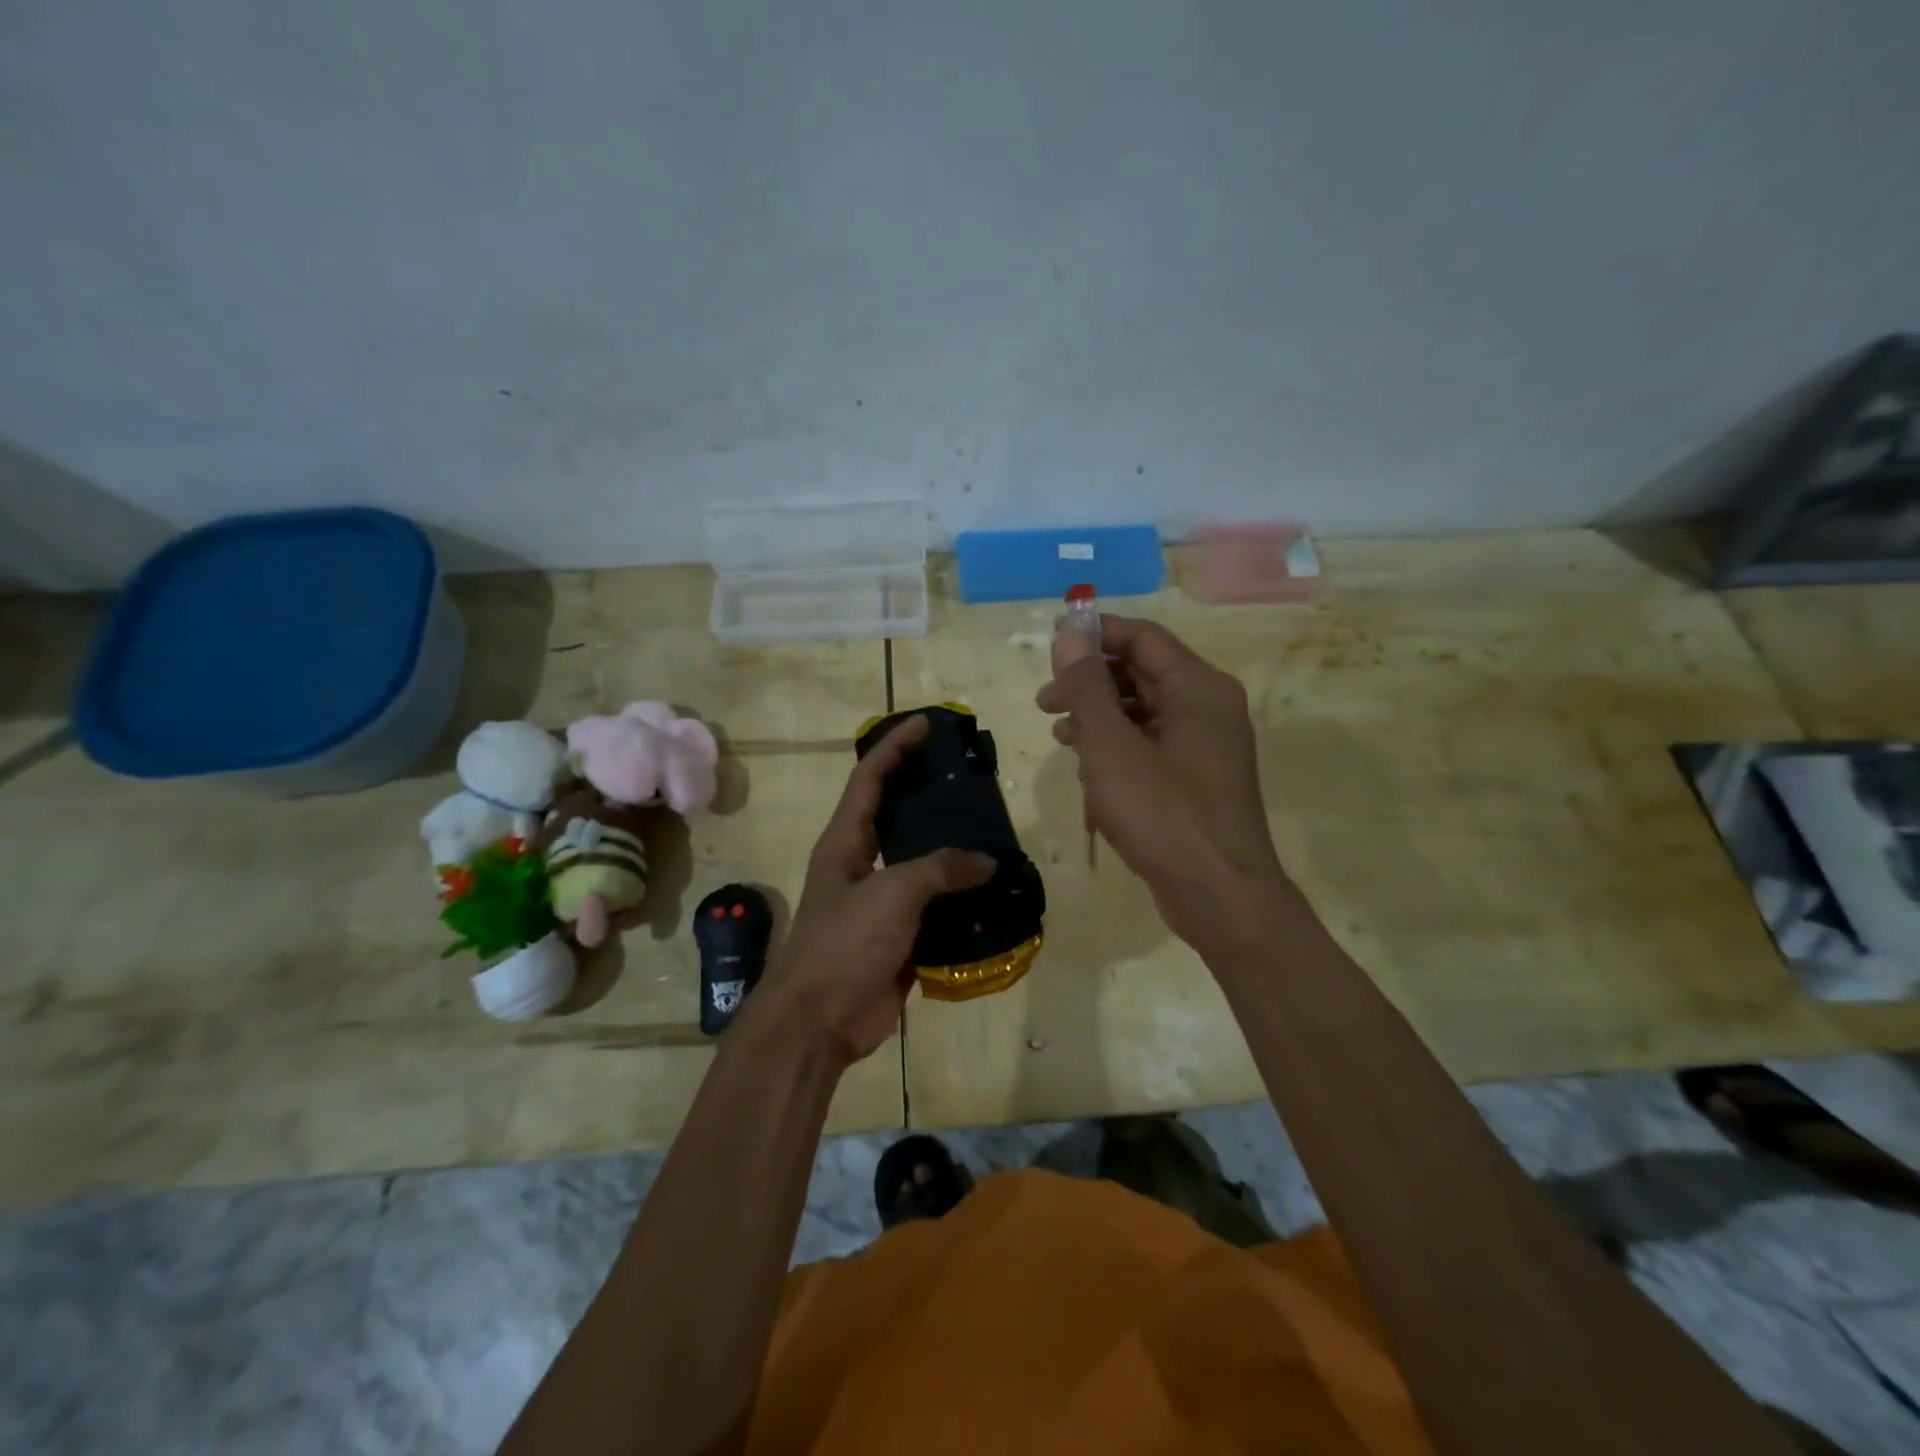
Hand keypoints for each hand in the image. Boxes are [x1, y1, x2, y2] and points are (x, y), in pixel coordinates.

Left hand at [758, 715, 995, 1063]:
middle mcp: (861, 864)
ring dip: (954, 852)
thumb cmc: (844, 943)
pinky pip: (936, 908)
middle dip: (931, 796)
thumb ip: (940, 869)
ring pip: (923, 865)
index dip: (895, 747)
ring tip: (995, 833)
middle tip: (972, 781)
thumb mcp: (892, 894)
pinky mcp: (900, 936)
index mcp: (845, 841)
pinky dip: (962, 901)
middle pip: (899, 817)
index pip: (869, 778)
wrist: (820, 1022)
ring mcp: (881, 903)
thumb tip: (986, 861)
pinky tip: (995, 894)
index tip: (926, 724)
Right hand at [1037, 614, 1286, 944]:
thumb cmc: (1163, 813)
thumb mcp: (1111, 746)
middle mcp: (1208, 708)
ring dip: (1099, 720)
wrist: (1220, 896)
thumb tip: (1069, 633)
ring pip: (1142, 713)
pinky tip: (1090, 776)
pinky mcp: (1197, 780)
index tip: (1051, 647)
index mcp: (1198, 687)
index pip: (1142, 637)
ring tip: (1062, 738)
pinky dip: (1118, 752)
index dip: (1095, 634)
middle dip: (1090, 684)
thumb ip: (1087, 686)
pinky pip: (1151, 748)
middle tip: (1046, 703)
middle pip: (1142, 674)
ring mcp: (1206, 746)